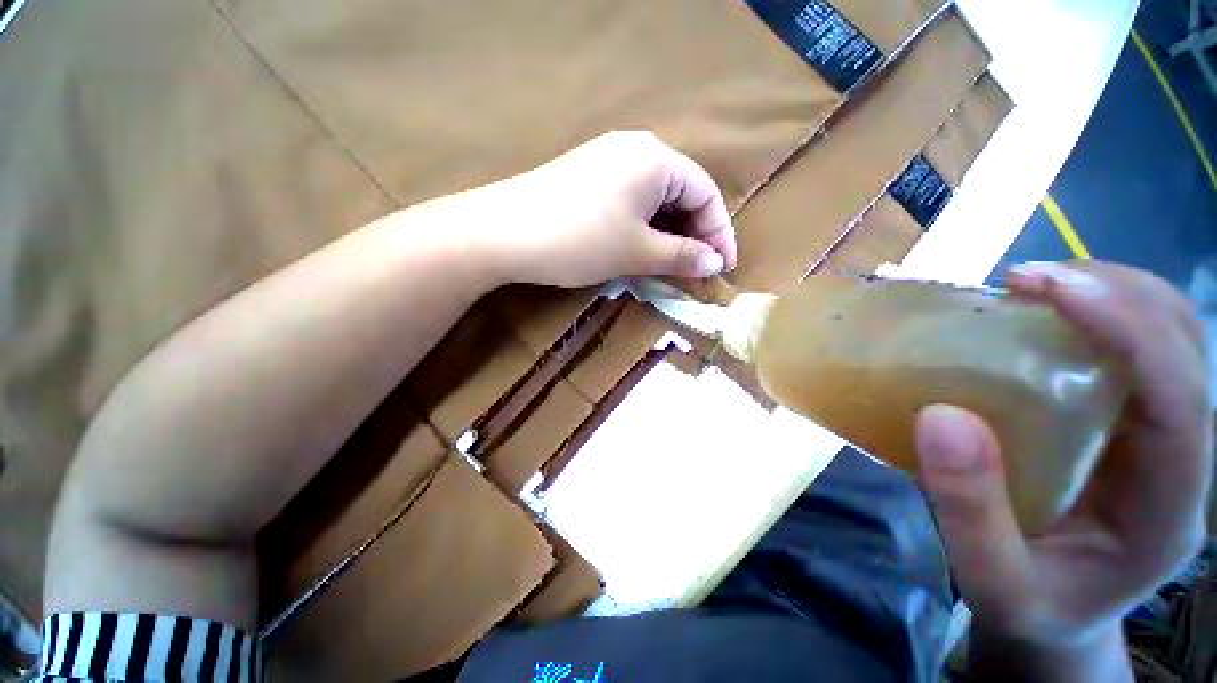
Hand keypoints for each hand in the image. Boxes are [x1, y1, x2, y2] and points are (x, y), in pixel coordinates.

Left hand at [431, 131, 737, 287]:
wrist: (502, 232)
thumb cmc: (580, 240)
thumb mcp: (637, 251)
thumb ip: (681, 256)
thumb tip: (714, 264)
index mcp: (656, 159)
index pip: (705, 193)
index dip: (720, 233)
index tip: (724, 268)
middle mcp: (635, 150)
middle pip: (681, 193)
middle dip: (694, 233)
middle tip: (697, 269)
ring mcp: (607, 160)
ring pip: (655, 198)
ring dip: (669, 232)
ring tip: (672, 264)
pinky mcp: (587, 177)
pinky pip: (631, 200)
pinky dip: (644, 225)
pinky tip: (641, 246)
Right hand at [914, 263, 1210, 661]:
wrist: (1056, 617)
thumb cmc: (1030, 606)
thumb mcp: (992, 582)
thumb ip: (969, 512)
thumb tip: (941, 415)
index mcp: (1169, 508)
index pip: (1181, 400)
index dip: (1129, 331)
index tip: (1045, 288)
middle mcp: (1185, 458)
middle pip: (1188, 345)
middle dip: (1119, 294)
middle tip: (1026, 281)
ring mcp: (1162, 436)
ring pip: (1171, 333)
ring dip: (1110, 293)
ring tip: (1032, 288)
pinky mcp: (1132, 423)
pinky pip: (1134, 348)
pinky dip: (1096, 314)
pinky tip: (1041, 317)